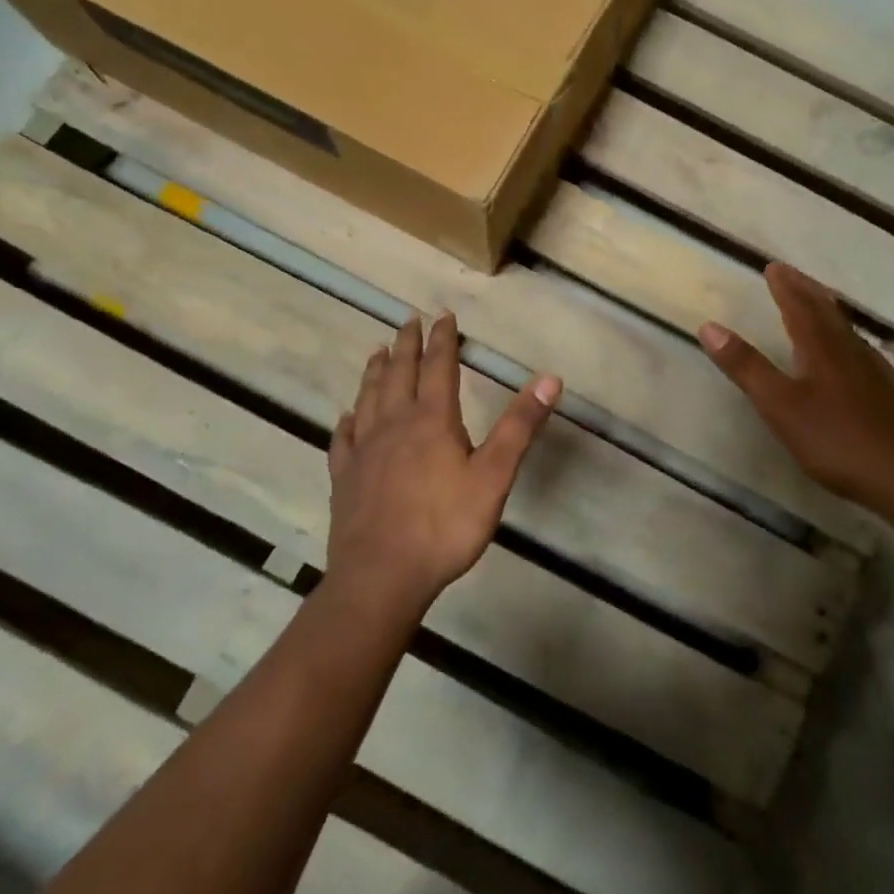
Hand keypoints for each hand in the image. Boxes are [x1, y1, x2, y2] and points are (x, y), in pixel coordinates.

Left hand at [328, 312, 561, 610]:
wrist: (381, 576)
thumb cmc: (445, 526)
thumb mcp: (494, 476)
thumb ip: (520, 426)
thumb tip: (550, 378)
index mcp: (432, 420)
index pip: (439, 368)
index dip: (443, 340)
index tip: (443, 316)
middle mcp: (394, 425)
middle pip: (399, 375)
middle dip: (407, 345)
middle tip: (407, 320)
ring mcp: (364, 451)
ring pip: (368, 399)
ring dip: (375, 372)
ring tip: (377, 352)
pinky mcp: (345, 478)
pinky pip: (343, 439)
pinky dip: (347, 421)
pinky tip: (346, 418)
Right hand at [700, 263, 893, 527]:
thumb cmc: (834, 440)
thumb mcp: (779, 406)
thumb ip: (746, 367)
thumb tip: (709, 326)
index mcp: (821, 350)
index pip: (800, 308)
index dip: (785, 287)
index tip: (773, 267)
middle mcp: (849, 352)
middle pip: (827, 312)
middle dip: (807, 291)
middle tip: (792, 274)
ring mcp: (874, 373)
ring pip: (848, 331)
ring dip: (828, 311)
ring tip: (818, 302)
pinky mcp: (889, 395)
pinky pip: (865, 353)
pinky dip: (850, 341)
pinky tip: (855, 355)